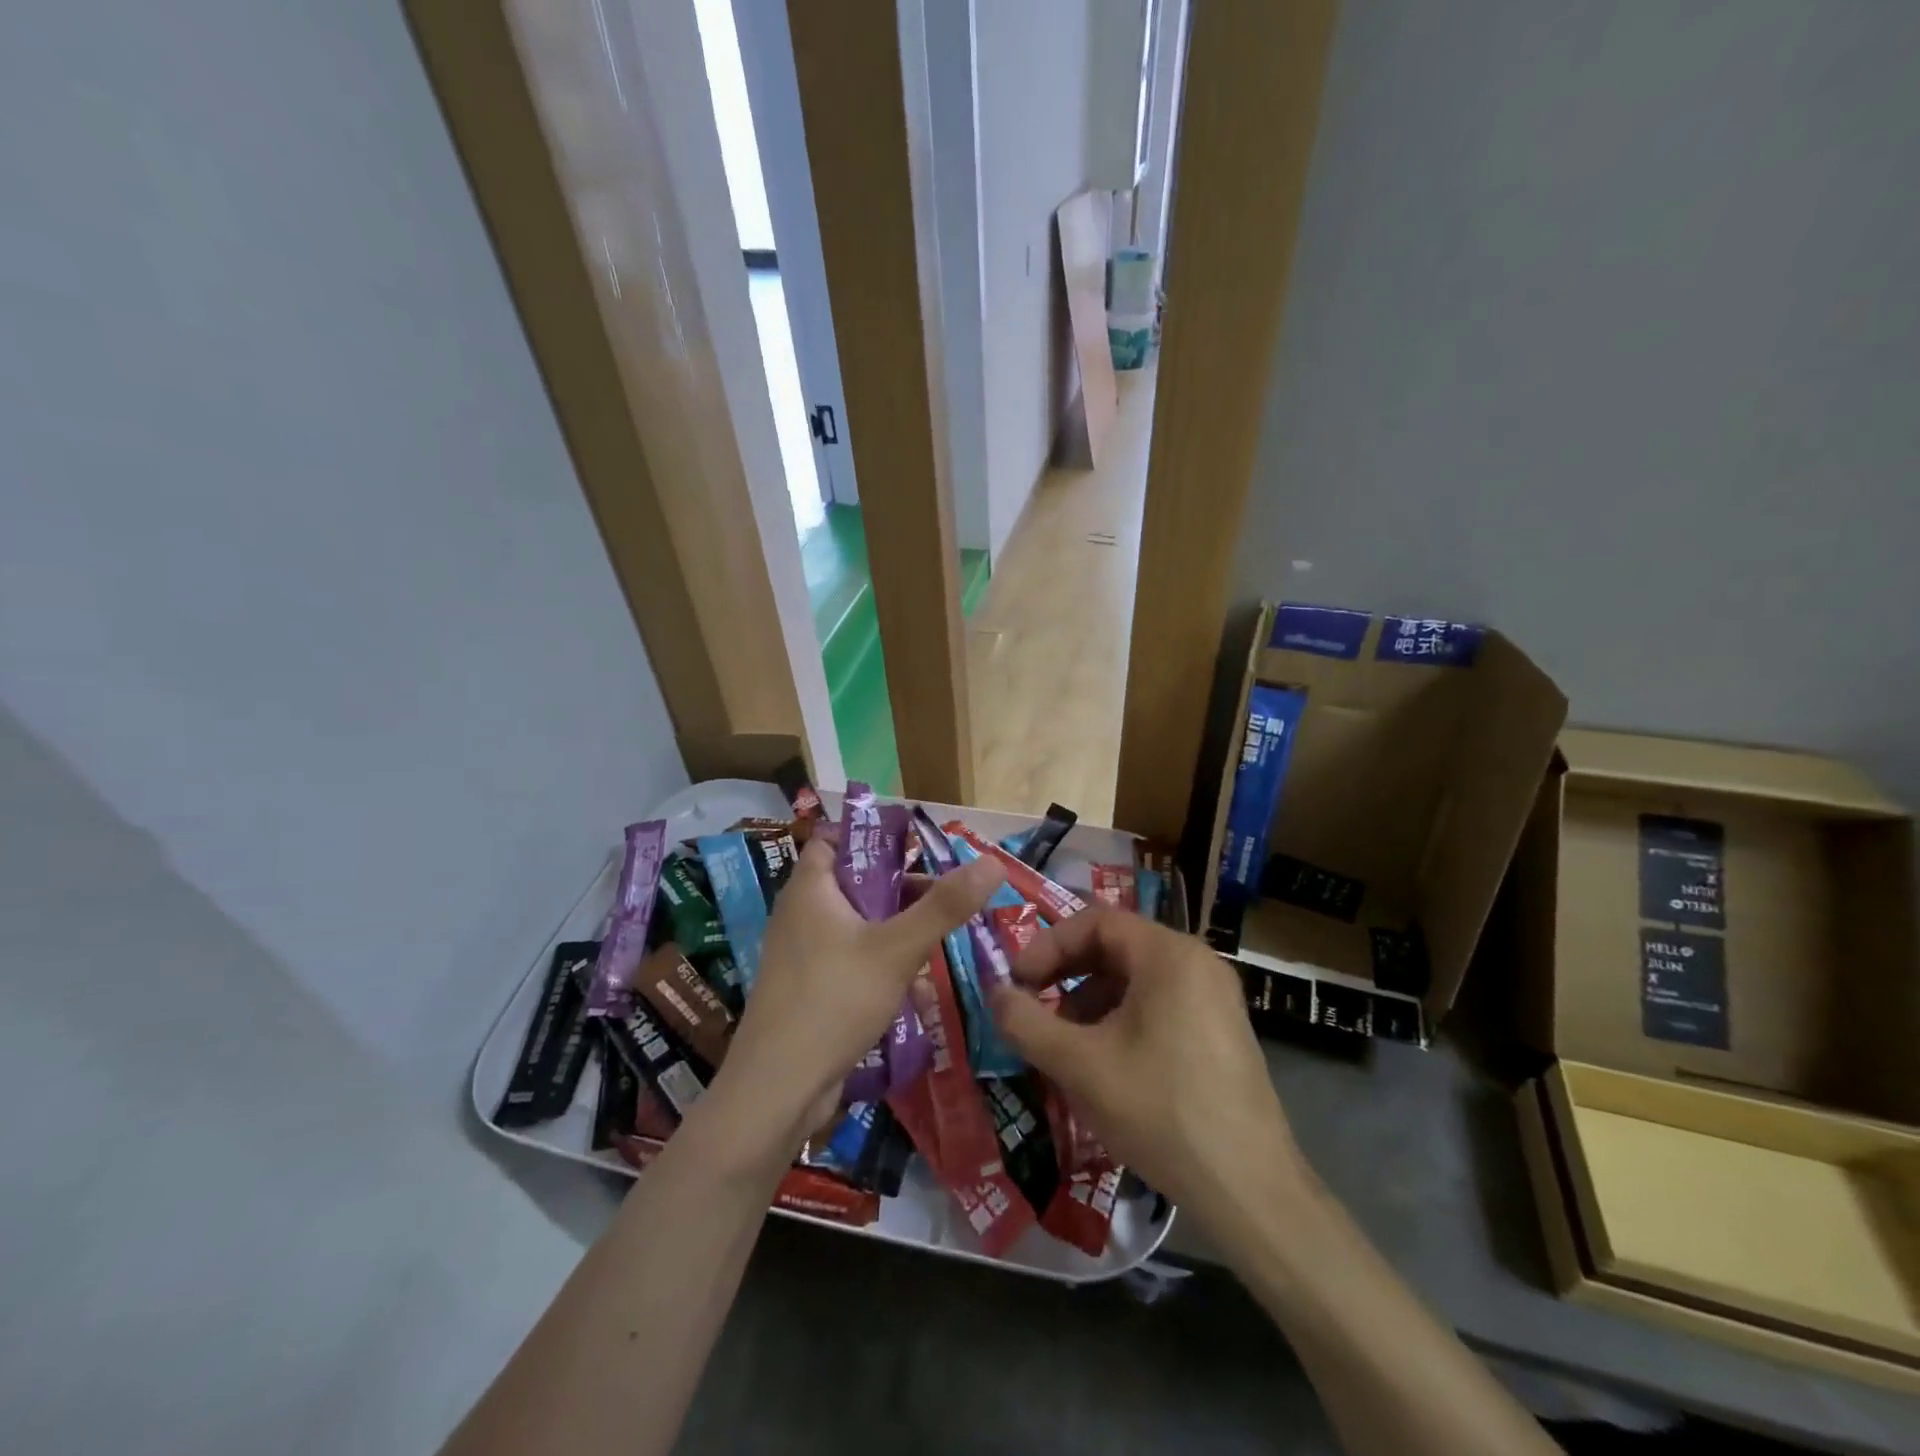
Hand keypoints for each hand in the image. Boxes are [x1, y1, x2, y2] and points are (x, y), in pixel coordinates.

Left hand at [718, 835, 1004, 1148]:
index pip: (835, 840)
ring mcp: (802, 954)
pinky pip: (850, 959)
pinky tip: (913, 983)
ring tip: (938, 940)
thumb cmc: (834, 1000)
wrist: (778, 1090)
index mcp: (810, 889)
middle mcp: (801, 914)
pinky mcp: (809, 989)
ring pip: (857, 925)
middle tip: (945, 898)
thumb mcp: (897, 948)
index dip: (873, 838)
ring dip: (895, 929)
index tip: (918, 850)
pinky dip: (880, 962)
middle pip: (855, 883)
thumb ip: (944, 906)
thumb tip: (993, 863)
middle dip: (900, 890)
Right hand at [989, 909, 1308, 1243]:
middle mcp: (1198, 962)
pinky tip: (1105, 1062)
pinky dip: (1122, 1018)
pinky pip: (1161, 1003)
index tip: (1017, 982)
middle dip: (1067, 973)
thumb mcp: (1080, 1065)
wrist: (1250, 1190)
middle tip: (1033, 1005)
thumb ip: (1027, 1023)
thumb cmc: (1160, 1112)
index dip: (1048, 946)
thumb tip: (994, 994)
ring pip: (1137, 978)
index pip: (1095, 922)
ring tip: (1064, 1042)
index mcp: (1169, 954)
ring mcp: (1216, 996)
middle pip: (1117, 946)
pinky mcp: (1222, 1030)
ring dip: (1091, 999)